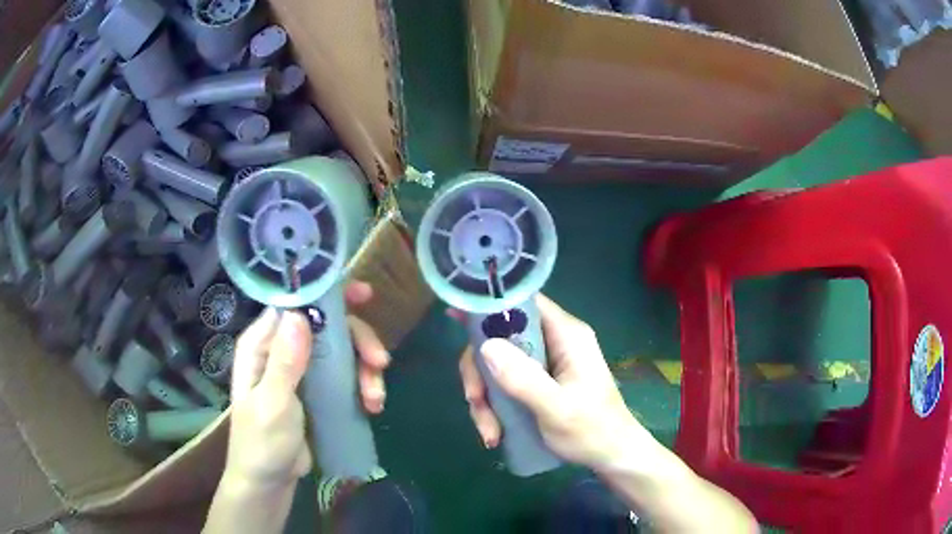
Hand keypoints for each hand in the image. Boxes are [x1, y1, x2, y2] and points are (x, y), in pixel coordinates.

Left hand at [223, 281, 389, 489]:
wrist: (270, 481)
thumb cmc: (262, 443)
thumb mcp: (273, 405)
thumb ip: (285, 362)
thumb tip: (301, 315)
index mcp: (262, 344)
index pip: (295, 304)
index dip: (328, 294)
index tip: (364, 295)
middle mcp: (282, 348)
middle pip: (327, 325)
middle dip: (358, 341)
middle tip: (381, 362)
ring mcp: (302, 369)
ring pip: (341, 350)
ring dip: (365, 369)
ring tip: (376, 399)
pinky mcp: (317, 389)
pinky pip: (345, 374)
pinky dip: (363, 384)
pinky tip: (372, 405)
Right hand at [457, 294, 652, 469]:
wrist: (611, 456)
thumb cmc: (591, 431)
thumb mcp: (556, 408)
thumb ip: (523, 379)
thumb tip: (485, 346)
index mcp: (566, 335)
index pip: (523, 302)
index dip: (489, 306)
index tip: (456, 318)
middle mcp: (555, 341)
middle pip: (501, 337)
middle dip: (481, 372)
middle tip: (474, 401)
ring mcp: (546, 363)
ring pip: (498, 364)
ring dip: (486, 397)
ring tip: (489, 431)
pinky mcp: (540, 382)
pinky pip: (506, 383)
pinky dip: (495, 406)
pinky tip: (495, 432)